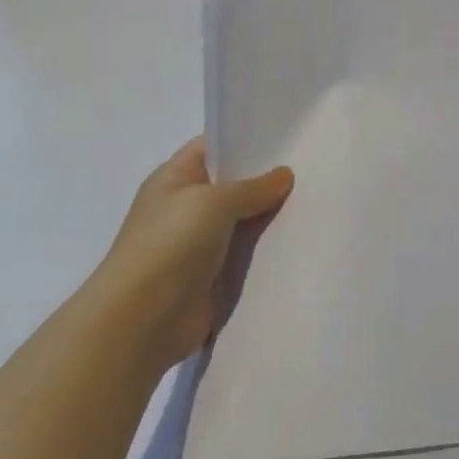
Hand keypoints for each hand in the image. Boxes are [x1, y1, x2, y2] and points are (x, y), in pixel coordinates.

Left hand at [87, 137, 293, 379]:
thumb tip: (284, 175)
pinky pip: (245, 257)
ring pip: (243, 223)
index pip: (212, 147)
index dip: (244, 141)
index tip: (286, 139)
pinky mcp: (212, 277)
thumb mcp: (213, 202)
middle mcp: (185, 207)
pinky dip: (267, 252)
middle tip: (312, 172)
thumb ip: (252, 187)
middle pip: (232, 186)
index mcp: (174, 179)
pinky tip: (300, 243)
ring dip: (270, 219)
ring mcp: (198, 244)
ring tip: (315, 205)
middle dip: (266, 182)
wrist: (143, 319)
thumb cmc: (171, 244)